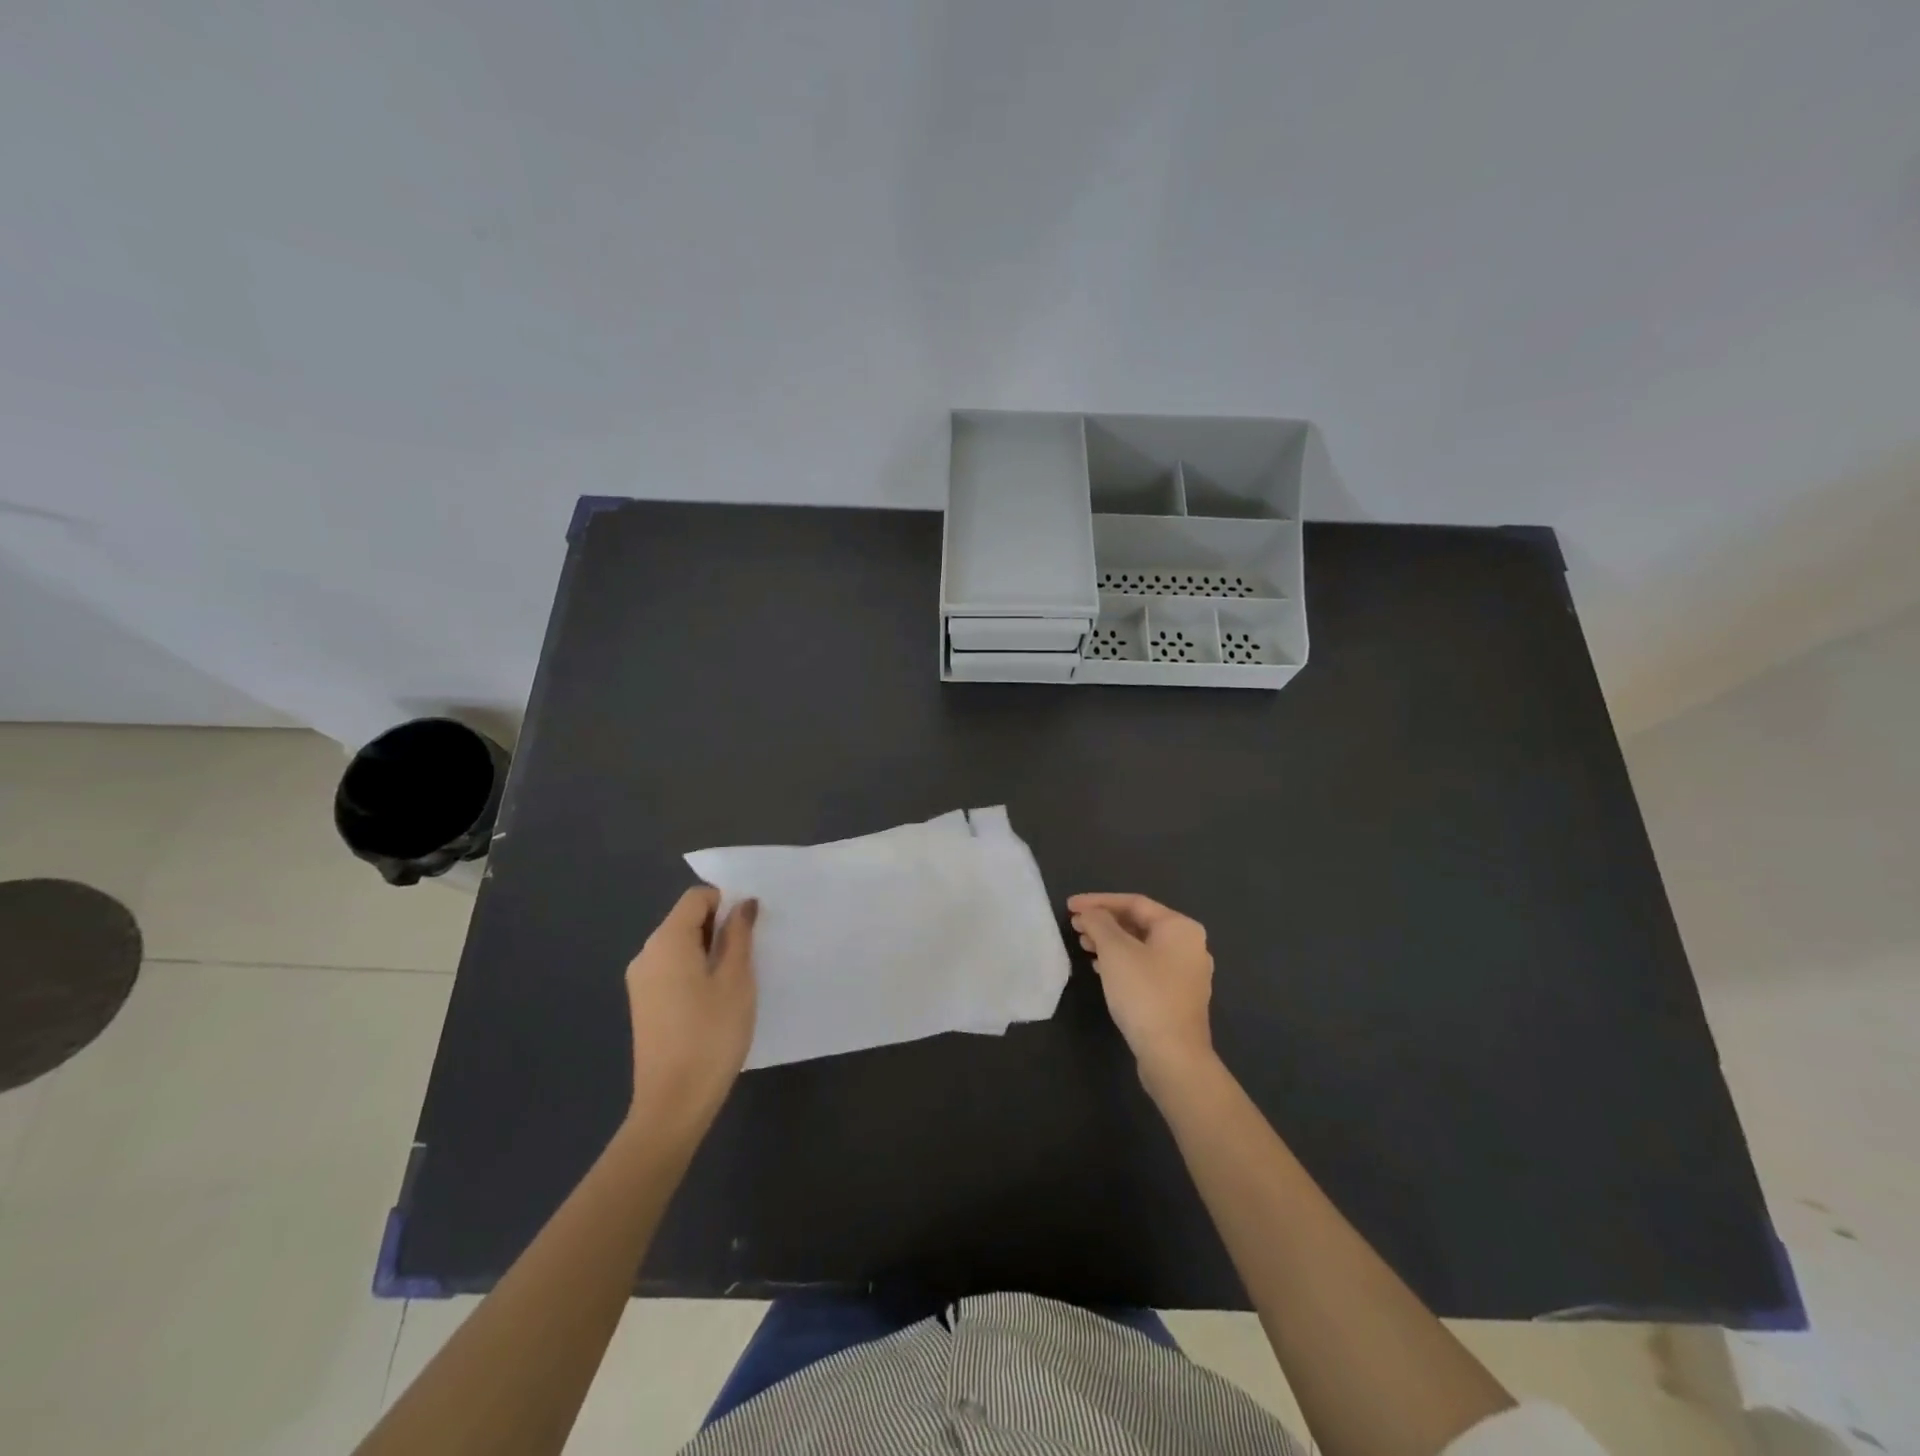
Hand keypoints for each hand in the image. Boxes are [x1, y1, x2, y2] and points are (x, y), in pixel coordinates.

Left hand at [624, 886, 756, 1133]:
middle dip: (719, 927)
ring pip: (680, 946)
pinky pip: (672, 969)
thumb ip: (739, 935)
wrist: (673, 1103)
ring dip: (709, 950)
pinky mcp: (644, 1004)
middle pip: (685, 920)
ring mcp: (641, 981)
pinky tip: (715, 999)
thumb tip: (742, 904)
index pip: (696, 898)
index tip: (751, 927)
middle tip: (750, 953)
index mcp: (666, 941)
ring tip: (736, 979)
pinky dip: (695, 970)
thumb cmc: (711, 1034)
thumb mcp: (736, 980)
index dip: (726, 902)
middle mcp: (646, 954)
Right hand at [1068, 893, 1216, 1090]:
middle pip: (1139, 923)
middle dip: (1104, 922)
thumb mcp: (1115, 951)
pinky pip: (1146, 967)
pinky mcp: (1178, 997)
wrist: (1173, 1056)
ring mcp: (1187, 973)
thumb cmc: (1144, 993)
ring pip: (1141, 947)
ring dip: (1110, 942)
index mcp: (1180, 927)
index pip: (1133, 902)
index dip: (1098, 901)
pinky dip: (1122, 962)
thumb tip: (1090, 913)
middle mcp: (1189, 945)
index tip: (1070, 906)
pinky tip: (1100, 969)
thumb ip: (1099, 923)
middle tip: (1075, 926)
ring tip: (1083, 945)